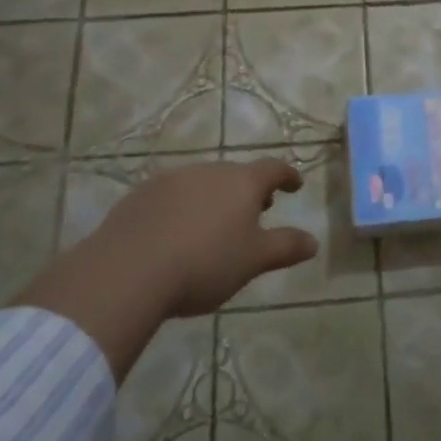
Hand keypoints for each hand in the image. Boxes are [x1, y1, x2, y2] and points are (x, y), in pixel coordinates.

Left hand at [17, 158, 315, 376]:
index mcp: (242, 183)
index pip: (273, 169)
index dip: (287, 176)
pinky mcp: (141, 194)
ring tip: (215, 225)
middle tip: (256, 211)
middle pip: (236, 175)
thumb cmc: (204, 264)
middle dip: (248, 191)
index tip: (295, 185)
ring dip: (215, 198)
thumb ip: (285, 247)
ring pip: (203, 183)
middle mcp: (209, 171)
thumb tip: (313, 241)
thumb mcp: (253, 261)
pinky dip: (183, 207)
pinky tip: (176, 233)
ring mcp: (172, 179)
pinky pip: (172, 195)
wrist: (128, 271)